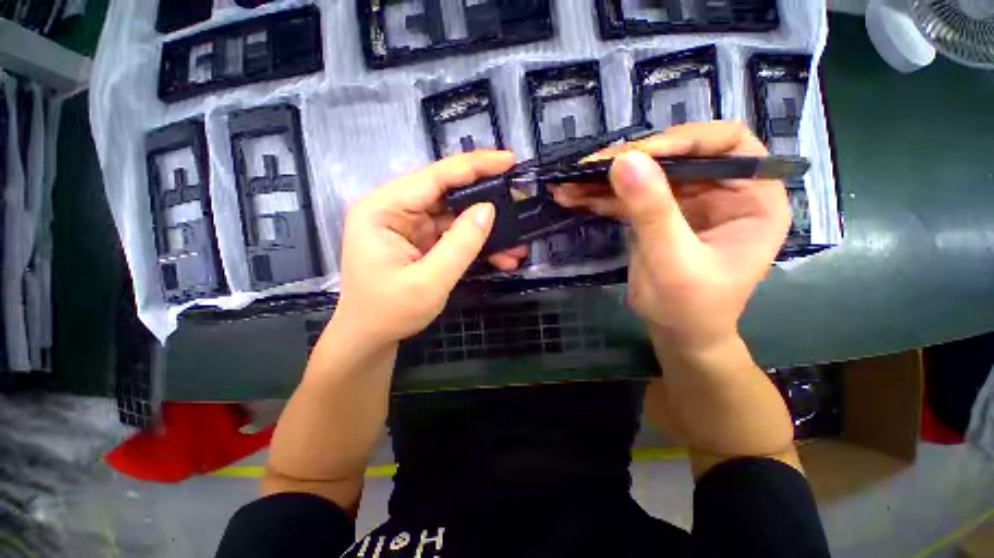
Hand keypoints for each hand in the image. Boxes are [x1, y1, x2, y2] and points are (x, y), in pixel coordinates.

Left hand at [334, 151, 526, 345]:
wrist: (372, 338)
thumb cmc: (390, 312)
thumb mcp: (429, 281)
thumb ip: (460, 244)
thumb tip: (489, 209)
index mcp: (383, 210)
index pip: (433, 177)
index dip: (473, 166)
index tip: (508, 160)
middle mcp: (395, 210)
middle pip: (447, 193)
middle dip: (485, 200)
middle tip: (518, 200)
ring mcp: (410, 226)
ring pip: (456, 216)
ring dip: (486, 230)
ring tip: (517, 243)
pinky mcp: (422, 241)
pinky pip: (454, 235)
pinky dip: (477, 244)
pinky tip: (502, 256)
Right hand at [552, 122, 789, 349]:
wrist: (676, 334)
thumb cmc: (691, 307)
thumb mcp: (674, 262)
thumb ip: (653, 212)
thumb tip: (623, 161)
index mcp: (753, 197)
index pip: (726, 144)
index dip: (682, 140)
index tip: (635, 154)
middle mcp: (721, 191)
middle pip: (675, 156)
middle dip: (628, 161)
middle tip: (587, 168)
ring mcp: (685, 202)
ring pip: (645, 175)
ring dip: (604, 180)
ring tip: (569, 184)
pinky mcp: (657, 215)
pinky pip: (628, 197)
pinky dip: (600, 198)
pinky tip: (573, 197)